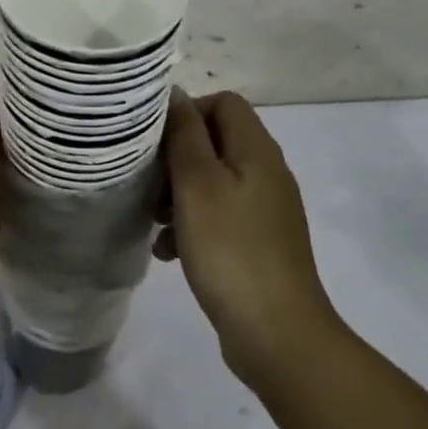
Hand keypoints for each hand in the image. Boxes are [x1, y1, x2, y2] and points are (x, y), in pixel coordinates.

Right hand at [156, 90, 339, 388]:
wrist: (277, 334)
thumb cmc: (230, 249)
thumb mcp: (197, 184)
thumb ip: (185, 134)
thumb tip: (176, 94)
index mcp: (257, 151)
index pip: (224, 102)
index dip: (188, 112)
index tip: (157, 142)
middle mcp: (266, 173)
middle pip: (216, 142)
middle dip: (176, 158)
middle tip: (149, 185)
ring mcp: (265, 210)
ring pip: (213, 181)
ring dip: (179, 194)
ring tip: (154, 221)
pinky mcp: (258, 243)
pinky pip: (220, 216)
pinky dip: (192, 225)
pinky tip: (169, 251)